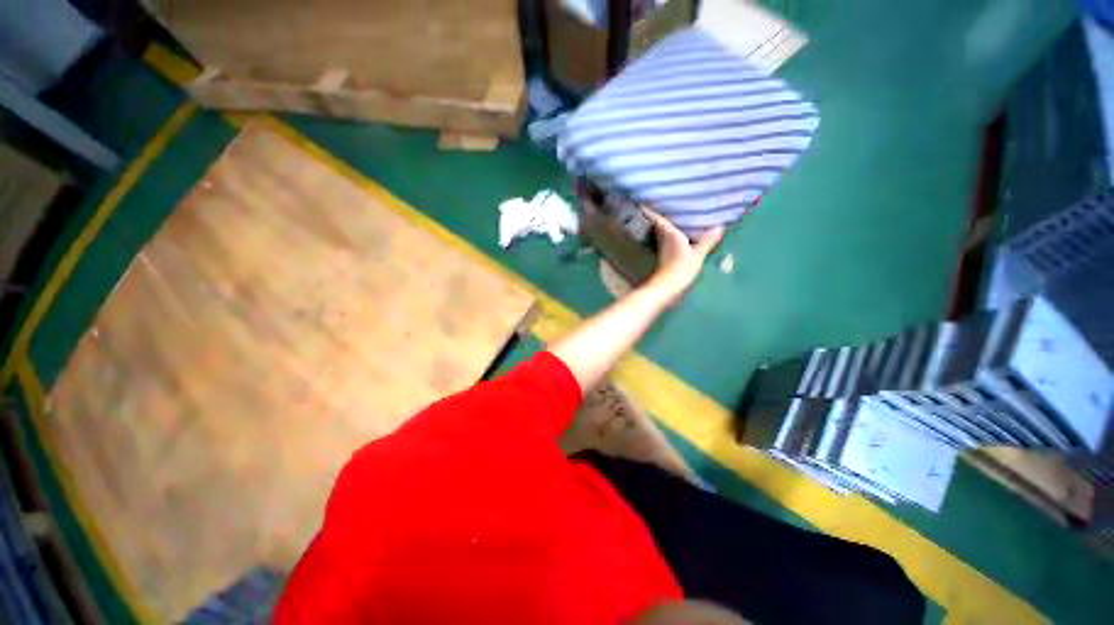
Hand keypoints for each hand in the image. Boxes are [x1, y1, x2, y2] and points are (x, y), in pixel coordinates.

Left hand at [643, 209, 723, 303]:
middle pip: (658, 223)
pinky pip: (665, 240)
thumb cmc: (681, 268)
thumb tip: (719, 226)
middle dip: (657, 214)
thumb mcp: (697, 254)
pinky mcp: (664, 256)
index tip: (643, 200)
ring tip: (670, 216)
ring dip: (663, 224)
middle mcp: (663, 238)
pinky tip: (676, 235)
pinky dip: (668, 234)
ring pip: (661, 232)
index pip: (656, 218)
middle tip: (661, 204)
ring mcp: (662, 248)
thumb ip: (707, 240)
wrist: (667, 287)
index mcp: (669, 233)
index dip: (649, 209)